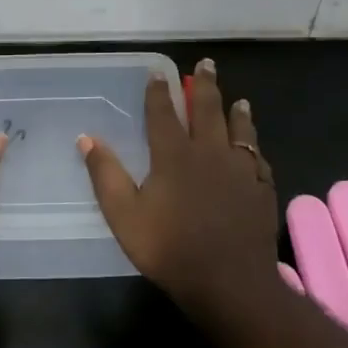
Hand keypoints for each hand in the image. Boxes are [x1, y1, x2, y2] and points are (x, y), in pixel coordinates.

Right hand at [78, 58, 278, 314]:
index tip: (158, 72)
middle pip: (208, 110)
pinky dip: (254, 146)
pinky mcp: (261, 190)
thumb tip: (86, 138)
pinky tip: (254, 148)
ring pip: (240, 130)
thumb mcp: (125, 216)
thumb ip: (105, 175)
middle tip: (206, 63)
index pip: (164, 114)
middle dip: (204, 85)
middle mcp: (209, 153)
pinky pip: (258, 158)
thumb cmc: (171, 249)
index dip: (159, 92)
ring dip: (236, 111)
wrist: (230, 283)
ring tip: (238, 98)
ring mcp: (240, 170)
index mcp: (174, 156)